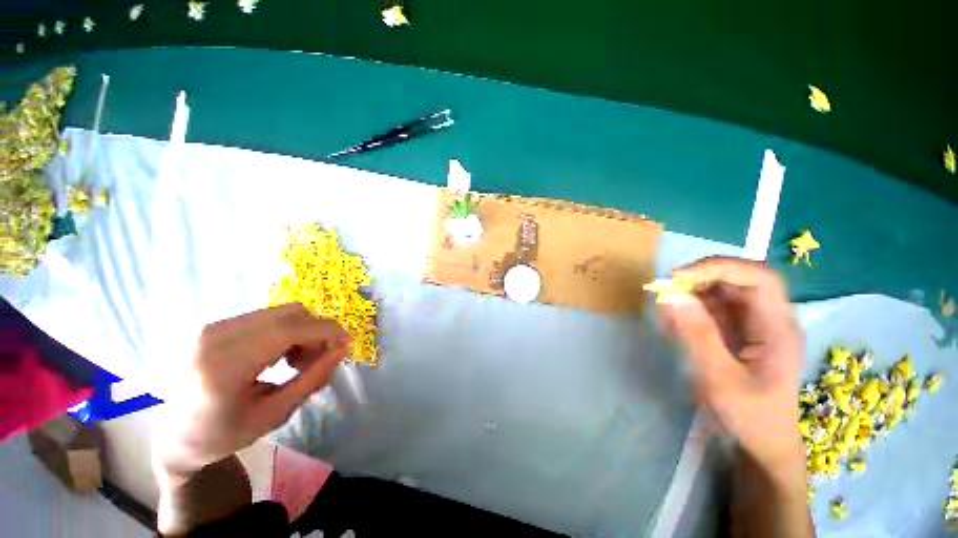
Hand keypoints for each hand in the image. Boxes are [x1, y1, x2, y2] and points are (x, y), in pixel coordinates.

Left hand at [154, 303, 350, 476]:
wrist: (172, 436)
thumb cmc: (221, 435)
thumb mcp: (273, 415)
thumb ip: (312, 379)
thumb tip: (342, 349)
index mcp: (225, 366)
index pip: (290, 329)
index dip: (327, 331)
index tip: (347, 345)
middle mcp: (216, 336)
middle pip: (290, 314)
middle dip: (317, 331)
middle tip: (320, 359)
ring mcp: (213, 327)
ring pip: (281, 313)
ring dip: (302, 331)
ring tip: (297, 361)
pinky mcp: (216, 325)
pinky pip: (267, 317)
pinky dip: (286, 331)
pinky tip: (279, 355)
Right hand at [657, 257, 804, 474]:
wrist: (763, 443)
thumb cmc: (749, 416)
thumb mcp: (719, 380)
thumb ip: (697, 335)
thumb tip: (670, 296)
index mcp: (778, 329)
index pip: (759, 278)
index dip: (721, 268)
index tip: (680, 277)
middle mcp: (770, 319)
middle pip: (740, 279)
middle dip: (702, 278)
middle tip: (668, 288)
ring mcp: (755, 324)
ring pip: (725, 290)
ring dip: (694, 292)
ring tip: (669, 307)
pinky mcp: (740, 330)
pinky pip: (715, 306)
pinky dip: (693, 307)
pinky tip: (678, 322)